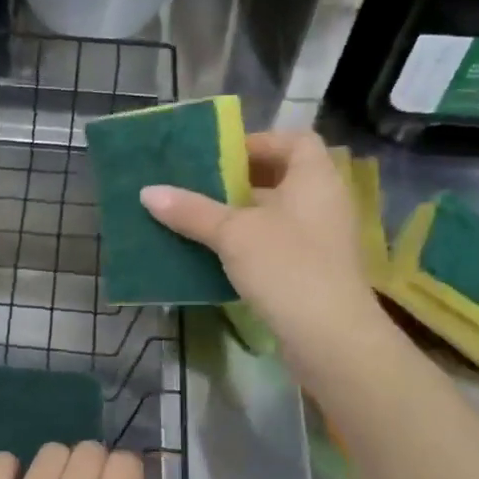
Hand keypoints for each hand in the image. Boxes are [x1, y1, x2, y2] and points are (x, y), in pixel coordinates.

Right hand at [140, 130, 386, 369]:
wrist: (330, 337)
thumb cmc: (286, 267)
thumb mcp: (233, 234)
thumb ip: (192, 211)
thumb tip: (148, 191)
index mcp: (315, 178)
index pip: (295, 141)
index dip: (259, 142)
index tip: (221, 156)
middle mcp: (325, 203)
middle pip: (283, 178)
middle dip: (241, 181)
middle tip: (200, 187)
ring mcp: (323, 240)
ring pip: (278, 215)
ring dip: (242, 216)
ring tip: (200, 220)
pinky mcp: (314, 272)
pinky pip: (279, 245)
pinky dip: (251, 245)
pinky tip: (218, 257)